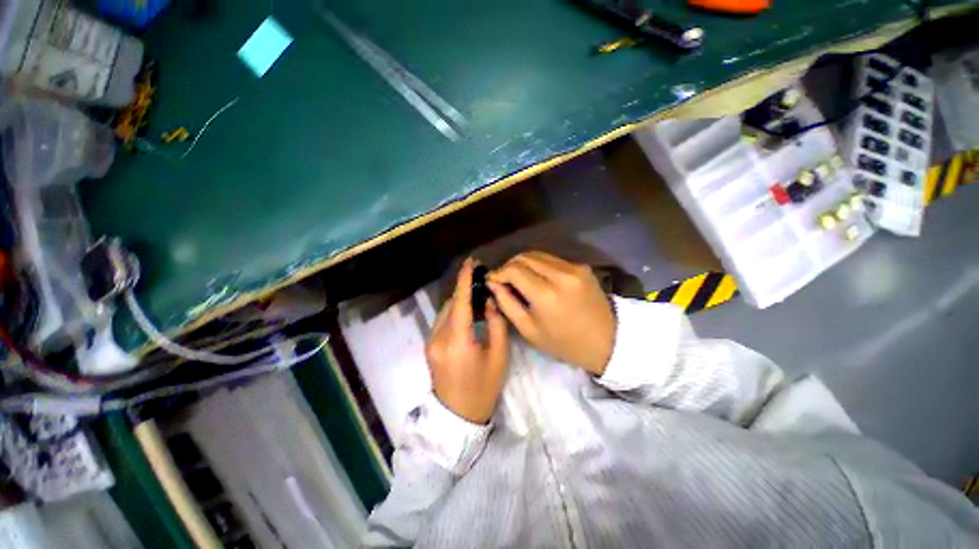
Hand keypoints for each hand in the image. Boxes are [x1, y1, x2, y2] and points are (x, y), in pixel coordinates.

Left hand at [426, 259, 508, 423]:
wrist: (458, 416)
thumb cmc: (484, 387)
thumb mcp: (498, 355)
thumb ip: (496, 324)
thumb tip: (489, 301)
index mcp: (457, 341)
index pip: (460, 302)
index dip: (464, 280)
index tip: (471, 262)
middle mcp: (438, 338)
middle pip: (451, 304)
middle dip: (465, 291)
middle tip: (482, 284)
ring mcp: (430, 342)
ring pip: (445, 312)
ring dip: (460, 302)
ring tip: (477, 299)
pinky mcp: (429, 346)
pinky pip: (442, 321)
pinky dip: (454, 313)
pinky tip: (468, 316)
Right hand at [488, 252, 614, 375]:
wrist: (607, 342)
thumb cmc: (564, 343)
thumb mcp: (529, 329)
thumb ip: (507, 303)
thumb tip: (493, 283)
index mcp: (546, 294)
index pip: (514, 270)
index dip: (499, 272)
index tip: (492, 280)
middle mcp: (561, 274)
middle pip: (525, 256)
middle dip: (510, 265)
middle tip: (504, 279)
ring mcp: (575, 268)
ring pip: (538, 254)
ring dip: (524, 263)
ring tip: (519, 278)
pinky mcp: (582, 266)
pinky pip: (553, 259)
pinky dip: (540, 265)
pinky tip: (538, 278)